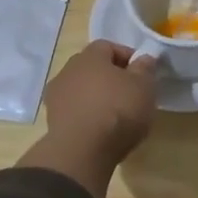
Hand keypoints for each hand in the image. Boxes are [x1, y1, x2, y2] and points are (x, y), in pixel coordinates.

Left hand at [16, 40, 157, 197]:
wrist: (83, 151)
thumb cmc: (118, 110)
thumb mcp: (144, 86)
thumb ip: (144, 68)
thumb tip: (143, 59)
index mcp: (90, 56)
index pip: (108, 46)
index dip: (128, 57)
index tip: (142, 73)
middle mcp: (68, 70)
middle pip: (92, 67)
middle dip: (111, 77)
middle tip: (130, 93)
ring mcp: (56, 96)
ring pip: (82, 89)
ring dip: (97, 97)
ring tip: (116, 114)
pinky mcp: (52, 121)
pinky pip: (75, 110)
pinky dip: (87, 115)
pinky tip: (101, 129)